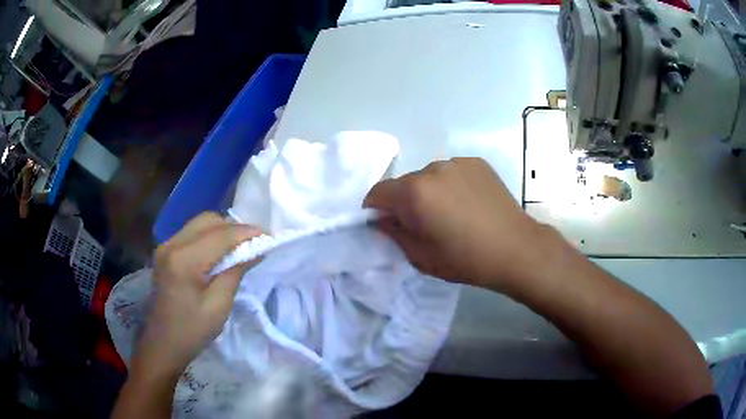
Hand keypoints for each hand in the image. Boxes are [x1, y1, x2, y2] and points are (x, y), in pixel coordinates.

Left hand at [133, 213, 262, 379]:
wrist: (163, 343)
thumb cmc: (192, 331)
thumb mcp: (219, 305)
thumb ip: (236, 271)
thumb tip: (256, 249)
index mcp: (184, 260)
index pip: (221, 235)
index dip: (247, 233)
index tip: (270, 236)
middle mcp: (172, 244)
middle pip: (209, 220)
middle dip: (235, 228)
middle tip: (255, 243)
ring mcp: (166, 245)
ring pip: (200, 223)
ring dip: (222, 230)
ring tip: (240, 247)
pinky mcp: (165, 251)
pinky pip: (192, 232)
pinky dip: (210, 236)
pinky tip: (220, 251)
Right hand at [364, 157, 557, 291]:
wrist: (515, 249)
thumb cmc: (465, 259)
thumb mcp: (420, 257)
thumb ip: (393, 234)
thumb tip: (381, 220)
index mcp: (414, 192)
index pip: (378, 192)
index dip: (375, 209)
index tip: (385, 223)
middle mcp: (432, 169)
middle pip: (404, 183)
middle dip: (404, 202)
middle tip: (422, 224)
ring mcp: (457, 163)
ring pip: (429, 176)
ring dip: (429, 192)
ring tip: (450, 213)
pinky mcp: (477, 163)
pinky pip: (451, 172)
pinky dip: (450, 185)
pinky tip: (467, 204)